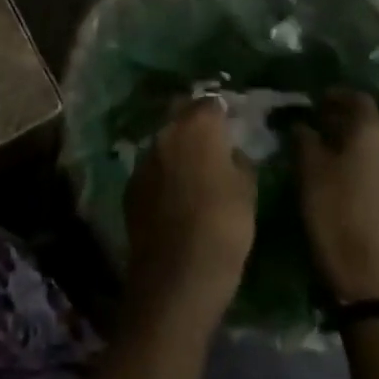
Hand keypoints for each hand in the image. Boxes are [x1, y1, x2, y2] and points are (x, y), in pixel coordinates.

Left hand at [123, 96, 256, 336]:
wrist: (177, 275)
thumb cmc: (223, 228)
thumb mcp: (247, 192)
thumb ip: (239, 162)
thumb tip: (230, 153)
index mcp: (197, 128)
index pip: (210, 103)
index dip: (222, 111)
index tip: (233, 123)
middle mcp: (165, 134)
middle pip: (181, 115)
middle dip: (195, 122)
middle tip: (214, 141)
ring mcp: (144, 159)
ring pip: (164, 142)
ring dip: (178, 148)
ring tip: (195, 168)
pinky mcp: (131, 186)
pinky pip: (152, 169)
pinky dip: (164, 173)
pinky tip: (176, 193)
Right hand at [295, 89, 378, 301]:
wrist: (372, 280)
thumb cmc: (334, 214)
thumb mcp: (308, 173)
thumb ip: (305, 140)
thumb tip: (304, 125)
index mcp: (373, 135)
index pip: (358, 100)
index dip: (337, 97)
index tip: (318, 102)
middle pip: (372, 128)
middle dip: (347, 128)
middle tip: (322, 135)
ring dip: (363, 155)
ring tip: (339, 167)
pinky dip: (374, 179)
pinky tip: (359, 195)